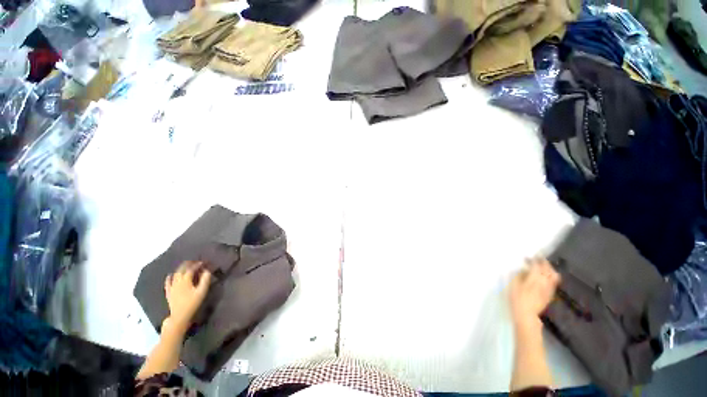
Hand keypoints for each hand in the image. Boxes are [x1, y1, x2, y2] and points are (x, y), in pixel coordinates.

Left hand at [164, 261, 211, 331]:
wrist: (179, 316)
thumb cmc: (192, 303)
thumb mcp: (202, 292)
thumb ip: (205, 280)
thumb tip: (207, 271)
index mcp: (185, 280)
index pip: (191, 269)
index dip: (197, 265)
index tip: (203, 262)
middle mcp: (177, 281)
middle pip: (181, 270)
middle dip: (188, 264)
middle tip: (194, 261)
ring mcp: (172, 287)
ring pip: (175, 274)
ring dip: (180, 269)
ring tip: (185, 266)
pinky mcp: (169, 292)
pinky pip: (167, 283)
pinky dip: (169, 277)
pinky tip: (170, 275)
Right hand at [509, 258, 560, 330]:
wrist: (526, 315)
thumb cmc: (517, 299)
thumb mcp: (514, 285)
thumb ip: (520, 275)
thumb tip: (524, 269)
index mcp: (534, 278)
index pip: (536, 265)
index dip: (533, 260)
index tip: (528, 257)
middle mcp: (544, 282)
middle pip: (548, 269)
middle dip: (543, 262)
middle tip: (537, 259)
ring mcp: (549, 288)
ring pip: (554, 275)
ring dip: (549, 269)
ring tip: (543, 267)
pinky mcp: (550, 294)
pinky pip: (554, 282)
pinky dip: (551, 276)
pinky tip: (545, 277)